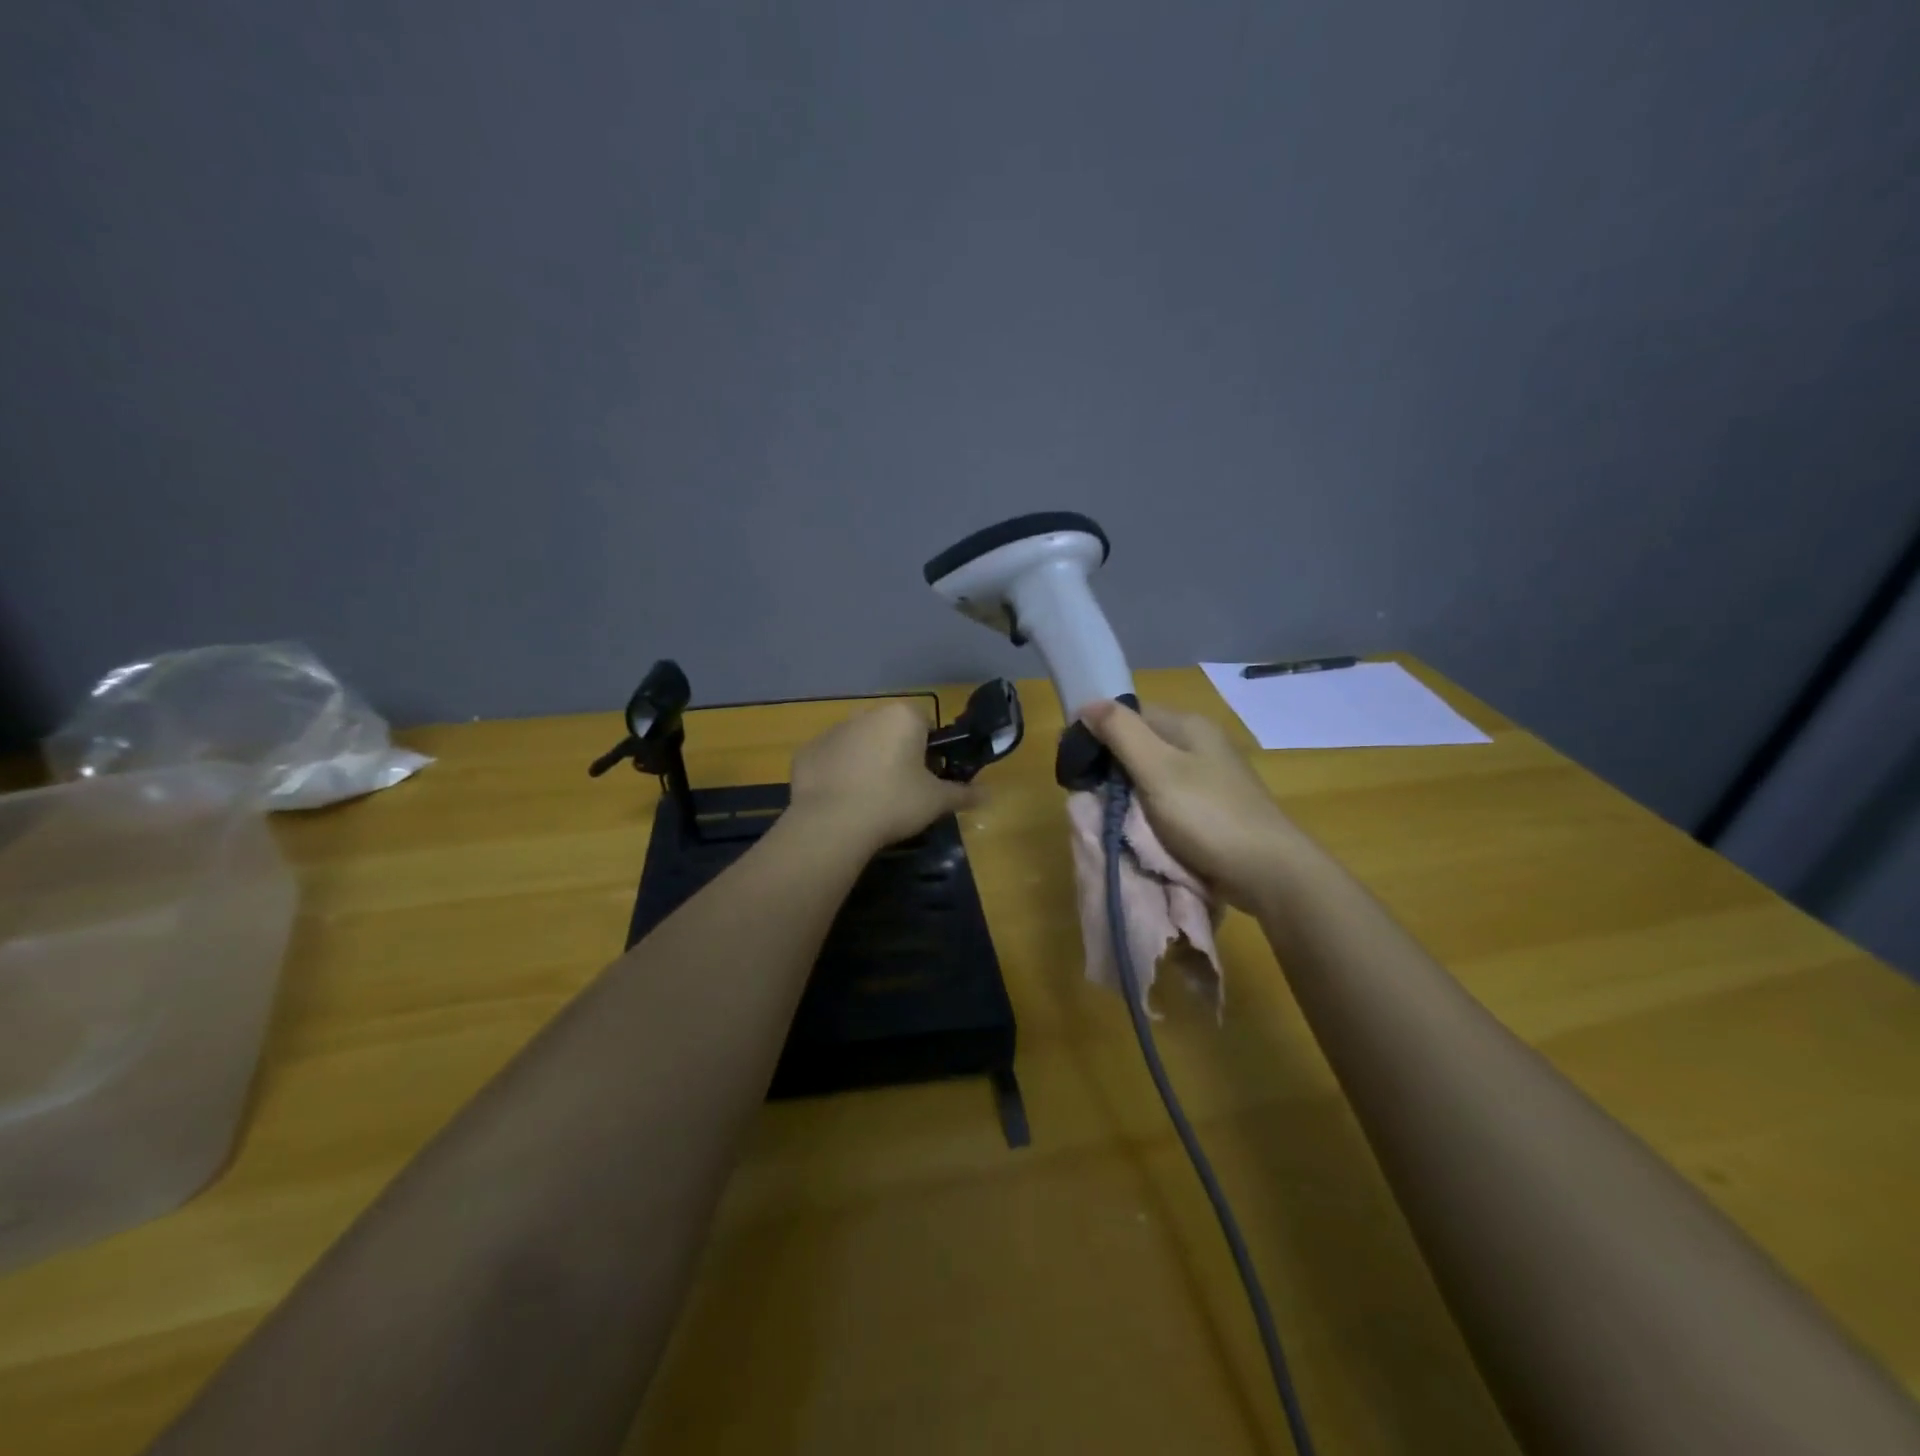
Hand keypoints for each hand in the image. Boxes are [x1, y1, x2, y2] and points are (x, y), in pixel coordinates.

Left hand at [787, 702, 978, 853]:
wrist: (832, 823)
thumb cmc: (894, 802)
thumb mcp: (936, 801)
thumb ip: (963, 794)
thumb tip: (989, 794)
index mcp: (902, 717)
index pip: (925, 724)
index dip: (929, 751)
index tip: (927, 778)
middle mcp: (866, 714)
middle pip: (889, 731)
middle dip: (896, 754)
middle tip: (901, 791)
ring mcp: (832, 731)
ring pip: (858, 743)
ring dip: (865, 762)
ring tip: (868, 800)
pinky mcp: (807, 752)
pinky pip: (830, 760)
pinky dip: (836, 775)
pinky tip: (841, 802)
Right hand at [1081, 699, 1309, 910]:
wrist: (1268, 871)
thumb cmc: (1208, 815)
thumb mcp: (1157, 769)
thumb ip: (1121, 733)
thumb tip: (1087, 703)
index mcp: (1188, 725)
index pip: (1131, 714)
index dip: (1100, 732)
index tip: (1076, 763)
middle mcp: (1201, 743)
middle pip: (1142, 743)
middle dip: (1114, 766)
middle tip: (1091, 794)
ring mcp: (1210, 776)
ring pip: (1154, 773)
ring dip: (1130, 792)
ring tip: (1112, 814)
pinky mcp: (1214, 807)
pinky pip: (1170, 798)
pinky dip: (1151, 810)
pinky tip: (1142, 828)